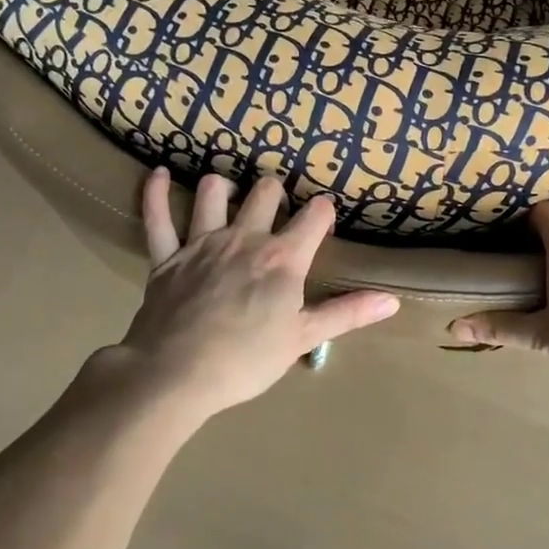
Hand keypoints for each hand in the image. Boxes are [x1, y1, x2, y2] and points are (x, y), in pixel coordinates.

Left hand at [87, 169, 399, 421]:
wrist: (175, 374)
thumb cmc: (246, 360)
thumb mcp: (302, 338)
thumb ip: (347, 314)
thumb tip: (392, 300)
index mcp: (282, 258)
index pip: (315, 215)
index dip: (323, 211)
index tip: (324, 218)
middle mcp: (245, 237)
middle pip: (265, 191)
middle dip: (276, 191)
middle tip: (277, 207)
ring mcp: (202, 242)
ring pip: (214, 192)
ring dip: (224, 187)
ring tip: (230, 195)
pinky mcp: (166, 256)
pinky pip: (157, 216)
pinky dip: (156, 193)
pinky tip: (160, 174)